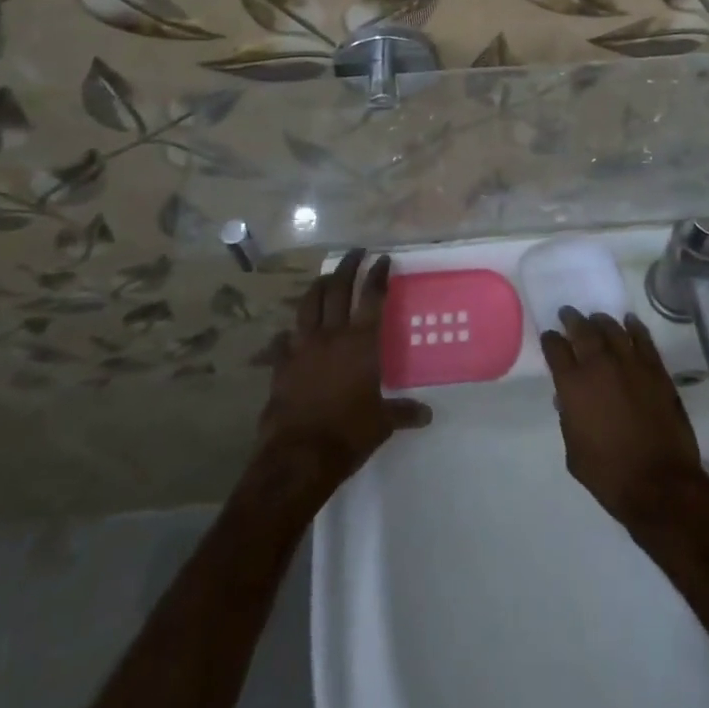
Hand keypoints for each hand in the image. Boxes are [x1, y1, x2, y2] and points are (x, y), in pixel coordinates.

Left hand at [254, 249, 431, 486]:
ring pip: (309, 304)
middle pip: (339, 289)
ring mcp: (302, 347)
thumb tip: (427, 414)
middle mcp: (332, 335)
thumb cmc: (348, 433)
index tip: (382, 258)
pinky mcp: (281, 364)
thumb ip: (403, 412)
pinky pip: (284, 340)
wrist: (299, 455)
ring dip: (318, 287)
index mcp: (361, 342)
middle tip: (355, 252)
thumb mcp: (383, 423)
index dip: (378, 274)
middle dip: (348, 266)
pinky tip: (291, 333)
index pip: (372, 297)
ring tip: (325, 278)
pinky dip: (290, 333)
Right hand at [539, 306, 707, 527]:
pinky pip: (643, 339)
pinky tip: (629, 322)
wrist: (659, 483)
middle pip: (582, 329)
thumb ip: (568, 419)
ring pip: (612, 329)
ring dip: (601, 321)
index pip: (556, 349)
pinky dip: (634, 327)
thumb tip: (567, 399)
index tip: (550, 337)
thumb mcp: (574, 451)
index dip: (551, 340)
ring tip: (596, 319)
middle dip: (572, 320)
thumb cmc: (609, 474)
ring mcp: (630, 363)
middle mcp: (599, 365)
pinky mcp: (656, 369)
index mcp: (573, 385)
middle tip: (568, 314)